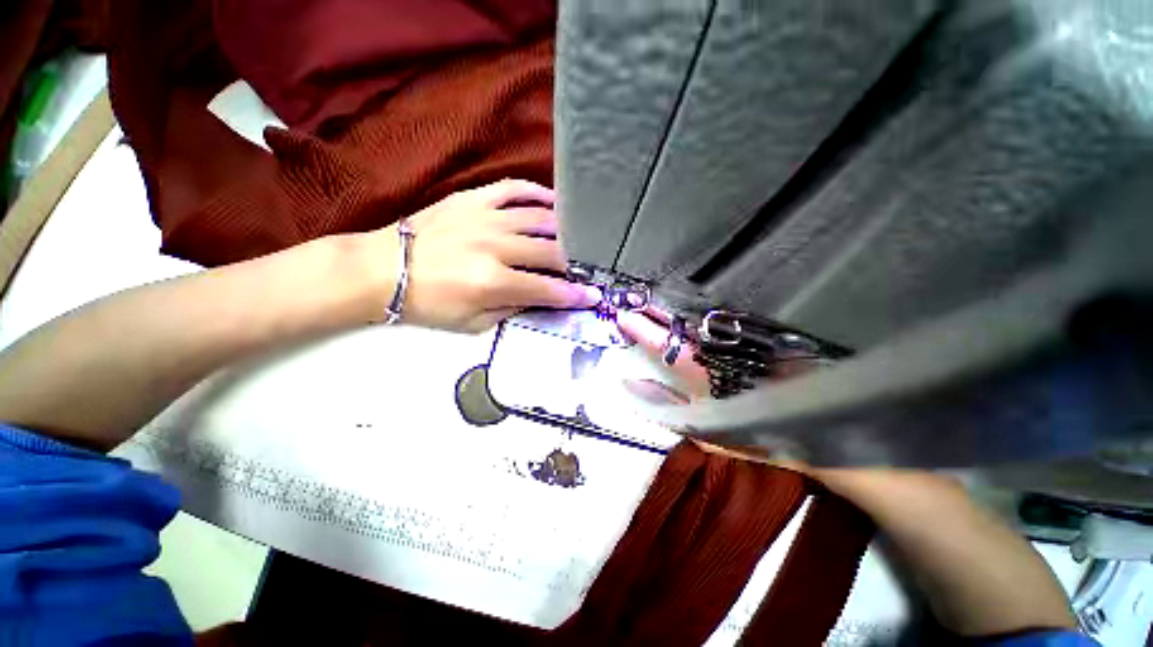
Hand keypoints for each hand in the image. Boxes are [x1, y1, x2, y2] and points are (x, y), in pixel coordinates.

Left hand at [390, 179, 601, 332]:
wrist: (384, 269)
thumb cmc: (429, 304)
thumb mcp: (473, 323)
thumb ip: (512, 309)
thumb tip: (541, 297)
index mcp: (493, 282)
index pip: (546, 288)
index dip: (574, 295)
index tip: (592, 296)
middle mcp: (495, 246)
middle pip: (549, 252)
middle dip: (573, 264)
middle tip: (585, 268)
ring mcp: (485, 217)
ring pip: (539, 218)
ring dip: (563, 230)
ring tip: (577, 237)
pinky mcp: (473, 199)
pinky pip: (514, 189)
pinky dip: (537, 193)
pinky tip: (553, 202)